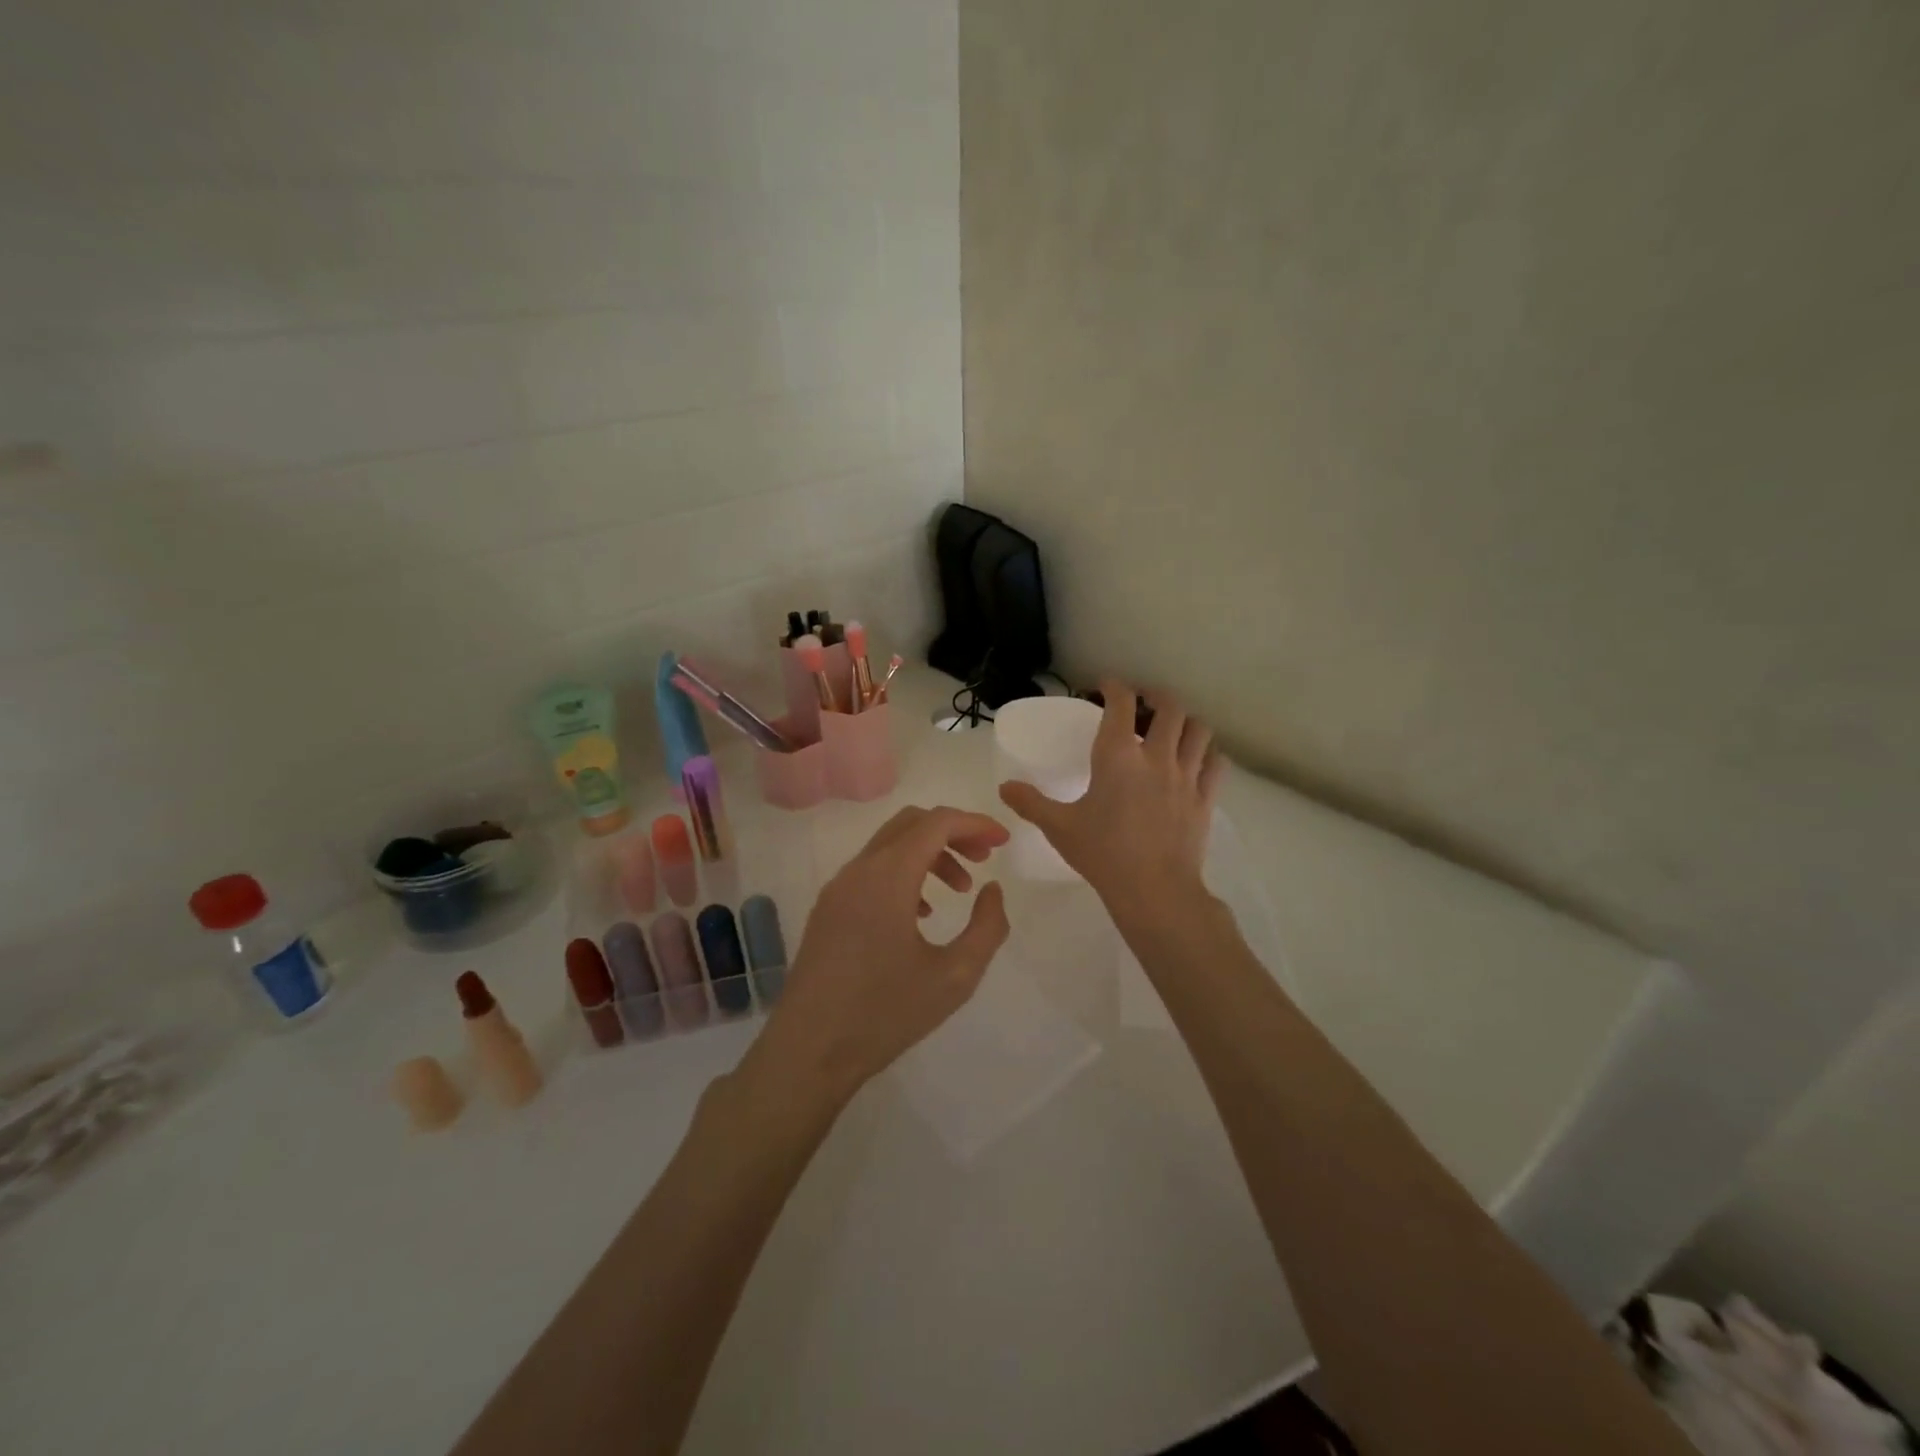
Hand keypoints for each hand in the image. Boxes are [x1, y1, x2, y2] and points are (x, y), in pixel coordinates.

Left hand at [753, 806, 1011, 1104]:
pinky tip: (922, 914)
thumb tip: (992, 890)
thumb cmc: (885, 1014)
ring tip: (959, 891)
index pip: (936, 823)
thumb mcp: (955, 977)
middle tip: (983, 859)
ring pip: (890, 846)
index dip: (975, 823)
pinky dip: (904, 873)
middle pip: (910, 823)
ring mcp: (838, 888)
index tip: (1003, 841)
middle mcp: (858, 870)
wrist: (809, 1052)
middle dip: (953, 832)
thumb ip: (987, 927)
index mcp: (888, 877)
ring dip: (929, 855)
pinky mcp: (828, 909)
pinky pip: (871, 870)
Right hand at [999, 681, 1223, 909]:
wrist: (1153, 890)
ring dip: (1186, 721)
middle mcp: (1156, 756)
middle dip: (1157, 697)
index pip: (1121, 703)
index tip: (1106, 686)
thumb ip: (1031, 803)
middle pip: (1169, 707)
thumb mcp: (1059, 827)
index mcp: (1118, 755)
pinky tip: (1197, 759)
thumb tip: (1004, 787)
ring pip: (1199, 730)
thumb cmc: (1102, 853)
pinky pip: (1216, 763)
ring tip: (1173, 728)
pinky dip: (1207, 752)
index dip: (1114, 687)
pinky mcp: (1205, 799)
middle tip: (1144, 703)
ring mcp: (1186, 776)